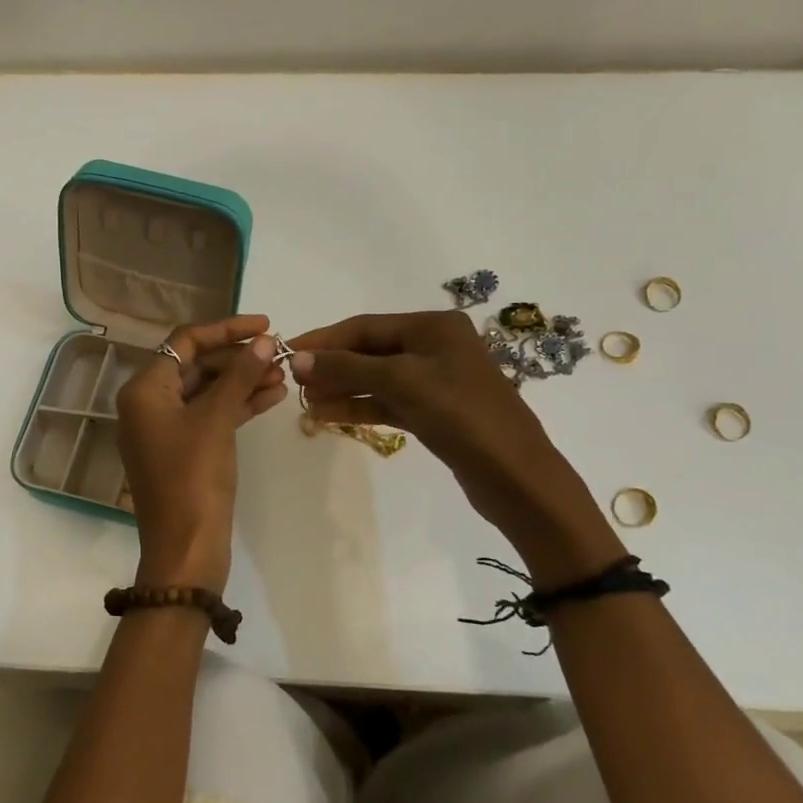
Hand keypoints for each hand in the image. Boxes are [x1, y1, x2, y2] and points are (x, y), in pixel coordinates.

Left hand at [116, 314, 287, 593]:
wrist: (186, 549)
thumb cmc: (193, 479)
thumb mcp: (217, 421)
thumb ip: (240, 376)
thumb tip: (265, 341)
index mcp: (145, 389)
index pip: (185, 341)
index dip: (226, 329)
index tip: (266, 325)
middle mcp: (149, 403)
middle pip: (197, 365)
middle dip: (239, 358)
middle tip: (280, 354)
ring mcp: (166, 429)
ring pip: (208, 391)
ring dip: (244, 381)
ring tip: (284, 375)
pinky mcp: (184, 450)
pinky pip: (212, 416)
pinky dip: (238, 405)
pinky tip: (273, 397)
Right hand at [288, 310, 623, 588]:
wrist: (516, 476)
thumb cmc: (461, 415)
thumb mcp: (401, 382)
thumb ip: (347, 368)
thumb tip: (298, 359)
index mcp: (434, 326)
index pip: (365, 326)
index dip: (324, 339)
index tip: (287, 351)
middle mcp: (435, 346)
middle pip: (369, 351)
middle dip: (332, 366)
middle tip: (293, 382)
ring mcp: (435, 381)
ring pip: (376, 379)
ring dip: (341, 388)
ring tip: (305, 402)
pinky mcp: (434, 413)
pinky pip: (387, 402)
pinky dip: (359, 407)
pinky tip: (328, 415)